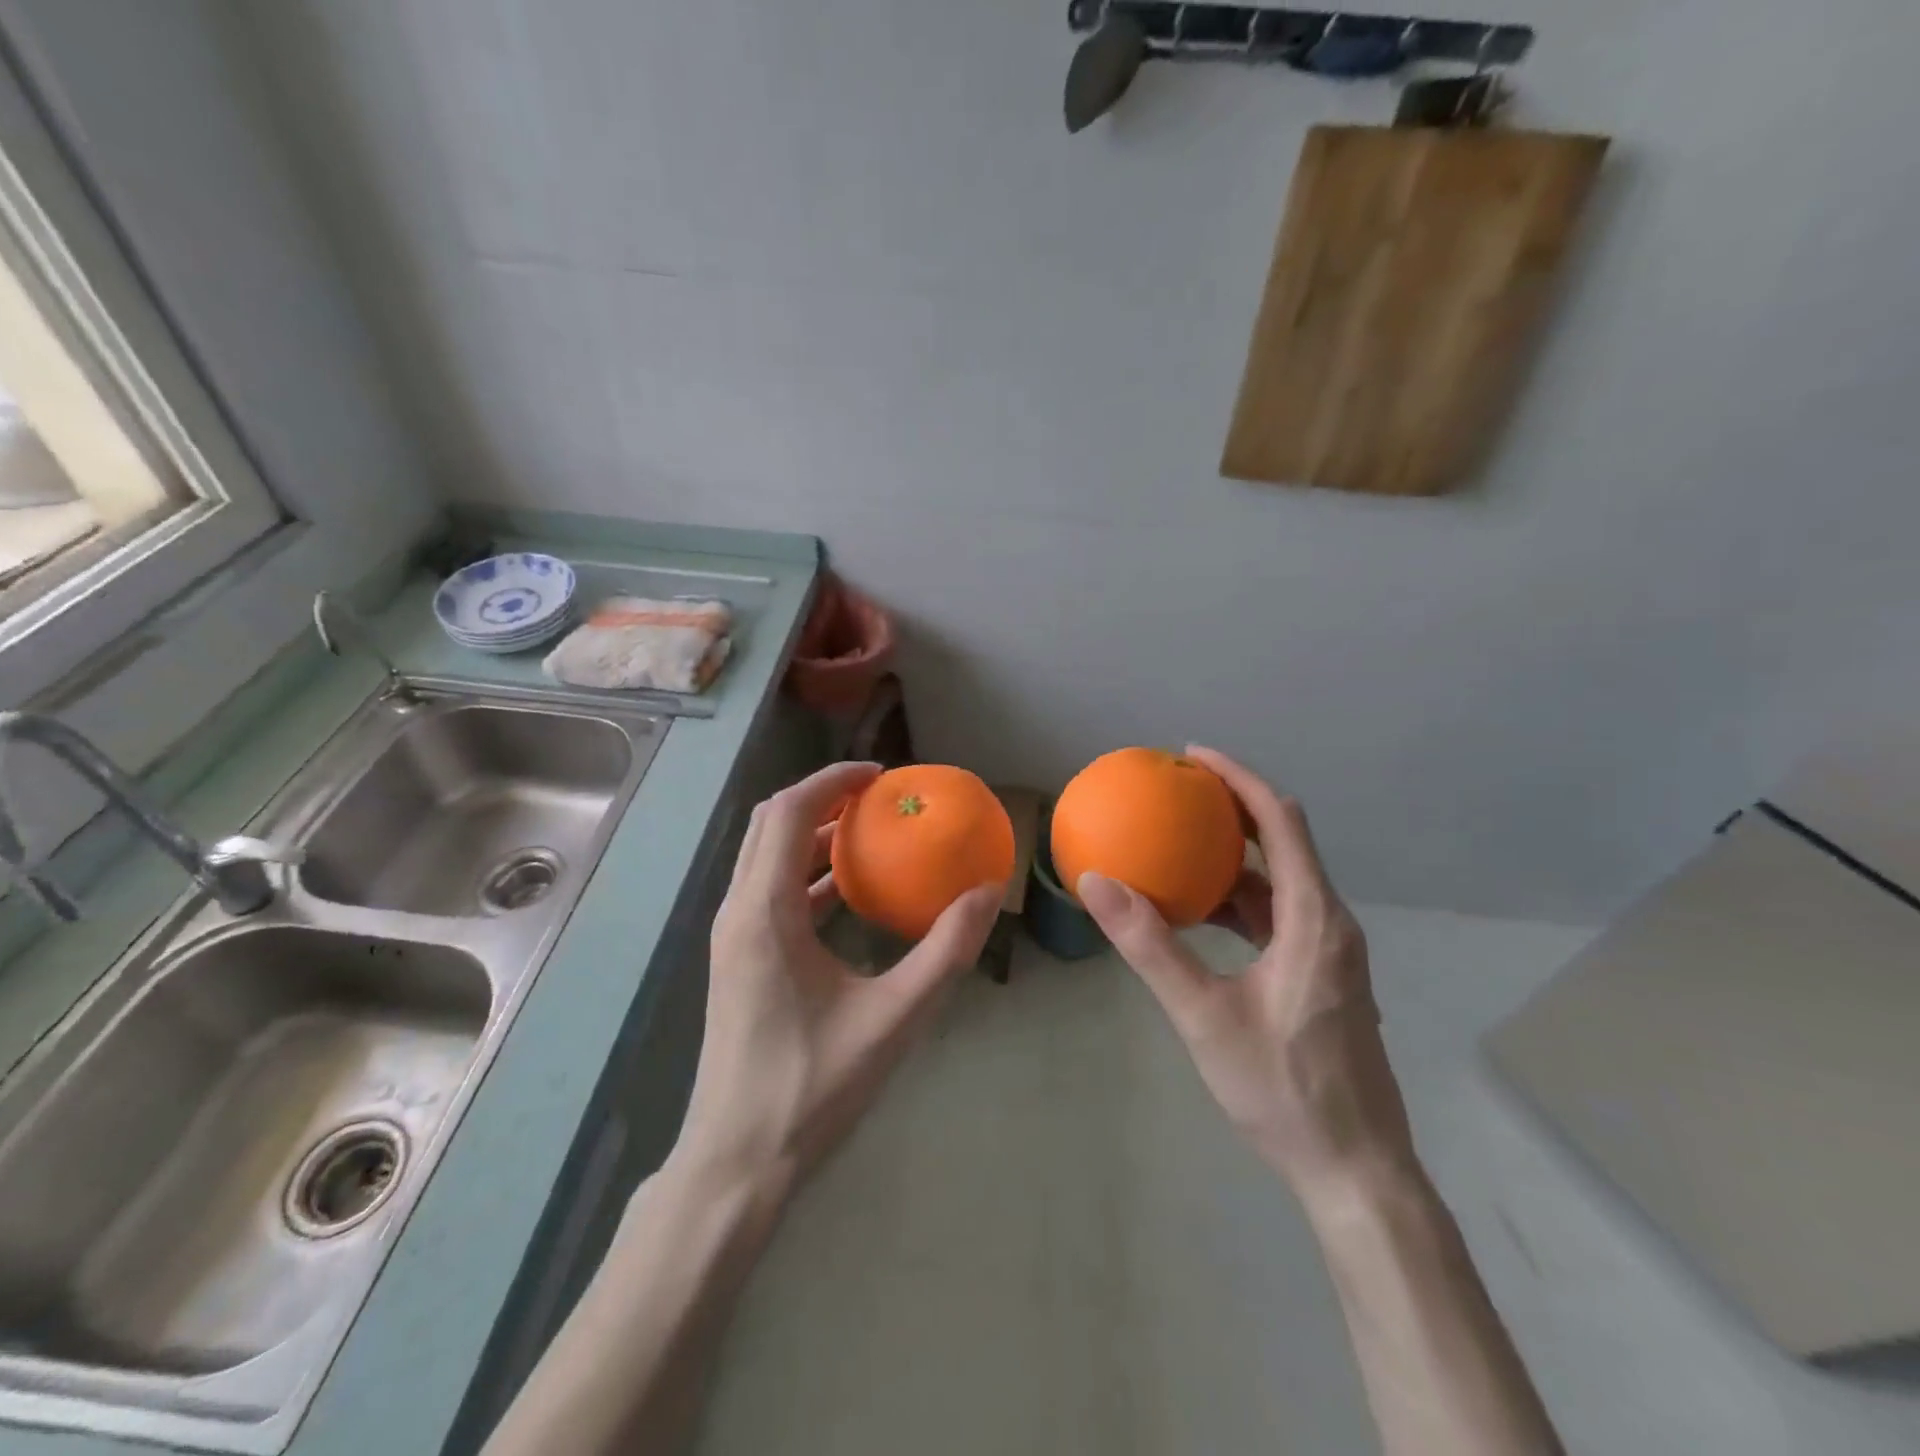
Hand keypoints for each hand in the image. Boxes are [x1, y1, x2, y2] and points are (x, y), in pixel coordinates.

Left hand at [676, 761, 1004, 1200]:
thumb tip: (987, 893)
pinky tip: (849, 894)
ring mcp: (733, 938)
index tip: (880, 775)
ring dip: (812, 836)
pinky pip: (769, 893)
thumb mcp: (894, 1017)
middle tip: (878, 798)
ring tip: (869, 834)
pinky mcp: (739, 961)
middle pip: (770, 826)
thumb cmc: (812, 1086)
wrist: (737, 1162)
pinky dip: (806, 875)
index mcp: (763, 913)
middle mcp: (738, 912)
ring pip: (766, 859)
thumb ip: (945, 952)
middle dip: (821, 800)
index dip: (831, 781)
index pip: (786, 813)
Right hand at [1077, 747, 1416, 1199]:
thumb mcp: (1205, 1015)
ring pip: (1281, 881)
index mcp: (1314, 920)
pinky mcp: (1323, 976)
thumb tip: (1097, 882)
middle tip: (1179, 794)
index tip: (1193, 755)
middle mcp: (1331, 923)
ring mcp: (1331, 952)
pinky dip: (1239, 900)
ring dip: (1234, 858)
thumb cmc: (1284, 1089)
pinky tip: (1199, 915)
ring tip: (1180, 846)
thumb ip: (1150, 947)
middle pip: (1285, 841)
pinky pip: (1279, 915)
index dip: (1240, 779)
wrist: (1356, 1170)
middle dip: (1235, 808)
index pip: (1281, 822)